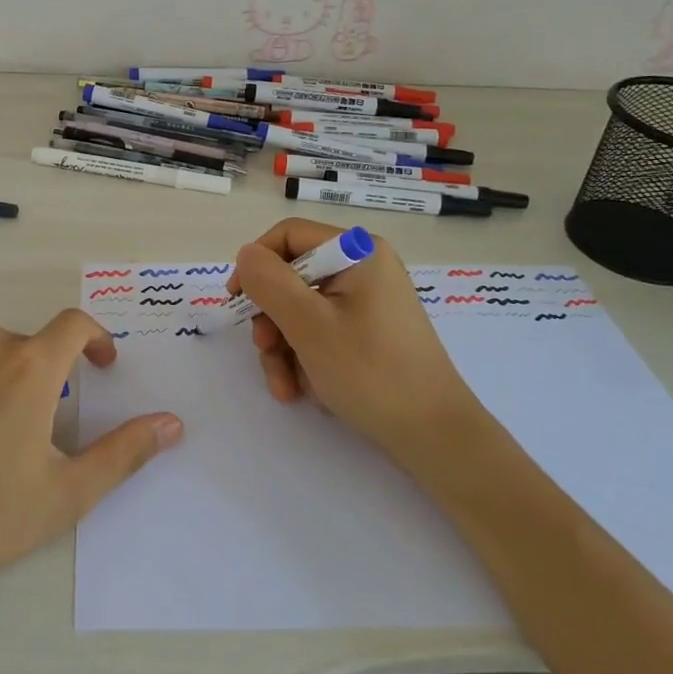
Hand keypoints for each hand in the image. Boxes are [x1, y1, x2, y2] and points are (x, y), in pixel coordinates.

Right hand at [231, 217, 480, 463]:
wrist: (435, 437)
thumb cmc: (371, 373)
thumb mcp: (308, 325)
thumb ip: (269, 282)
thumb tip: (246, 255)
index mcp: (358, 252)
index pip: (288, 236)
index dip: (256, 264)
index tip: (237, 301)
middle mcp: (364, 269)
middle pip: (292, 278)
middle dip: (271, 320)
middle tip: (266, 352)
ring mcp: (368, 303)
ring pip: (301, 311)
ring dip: (283, 348)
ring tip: (287, 388)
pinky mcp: (369, 333)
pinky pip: (321, 333)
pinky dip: (305, 359)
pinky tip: (305, 391)